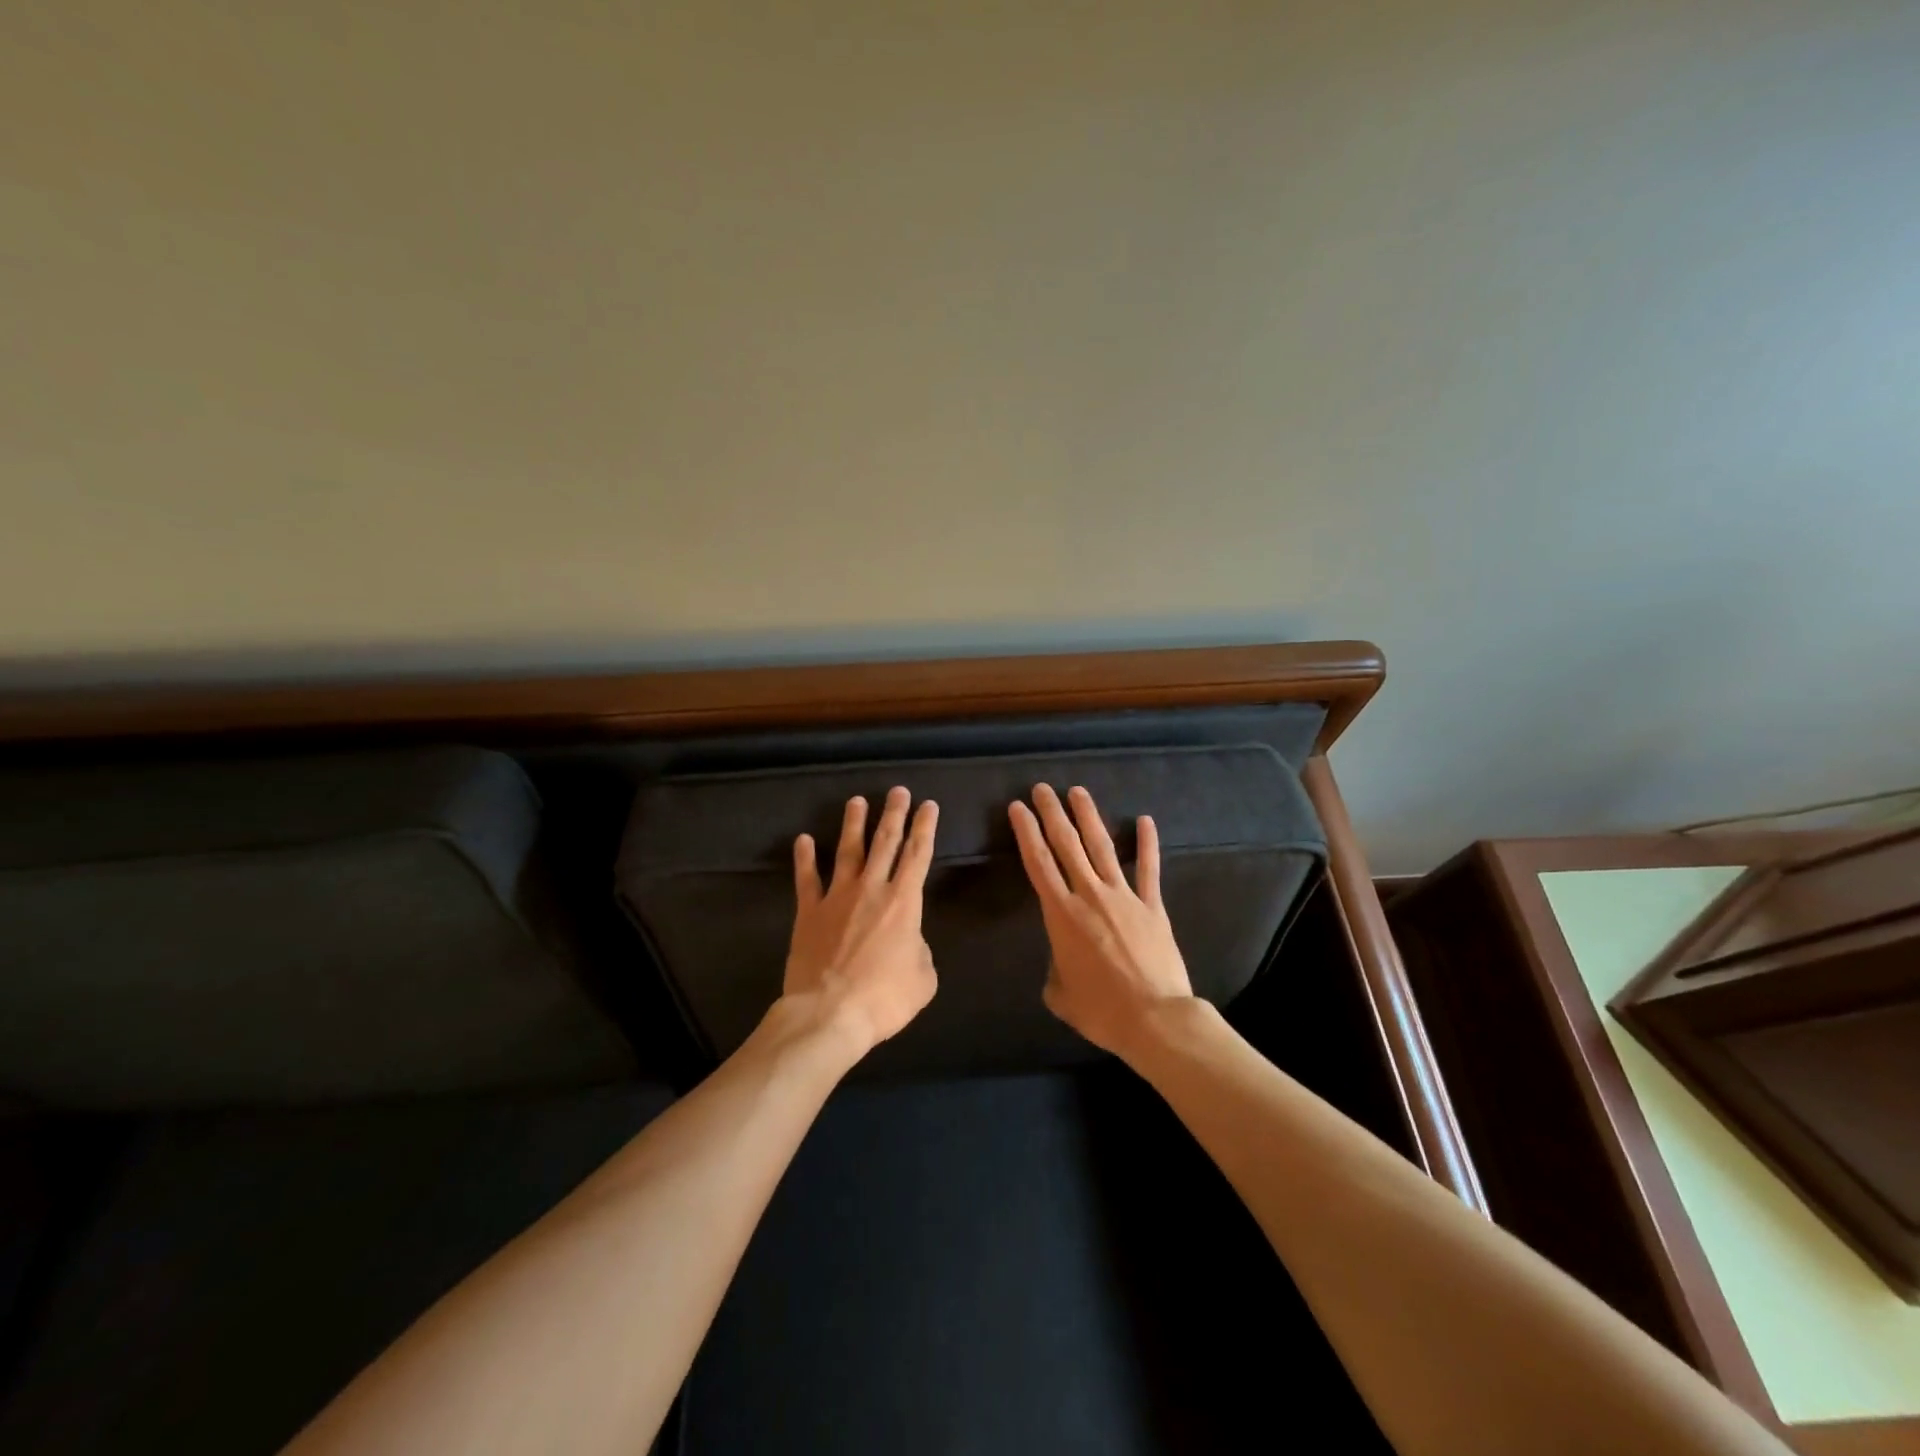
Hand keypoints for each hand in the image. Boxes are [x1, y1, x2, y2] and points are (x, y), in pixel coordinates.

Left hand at [783, 786, 939, 1056]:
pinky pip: (807, 879)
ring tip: (857, 801)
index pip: (918, 855)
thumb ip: (920, 951)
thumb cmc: (884, 998)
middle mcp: (871, 889)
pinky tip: (804, 840)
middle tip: (897, 791)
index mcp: (904, 902)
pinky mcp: (809, 912)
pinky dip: (805, 858)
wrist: (830, 1013)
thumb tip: (909, 942)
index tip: (928, 805)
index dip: (925, 827)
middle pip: (885, 842)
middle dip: (893, 814)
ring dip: (854, 824)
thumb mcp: (924, 979)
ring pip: (848, 851)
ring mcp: (837, 897)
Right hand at [1009, 783, 1193, 1058]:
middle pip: (1067, 845)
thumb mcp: (1060, 995)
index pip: (1038, 864)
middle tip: (1043, 789)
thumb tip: (1063, 964)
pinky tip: (1145, 820)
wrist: (1155, 1018)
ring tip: (1078, 792)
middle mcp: (1090, 895)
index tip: (1018, 808)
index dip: (1027, 833)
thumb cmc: (1101, 1010)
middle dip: (1052, 814)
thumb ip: (1056, 971)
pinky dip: (1147, 844)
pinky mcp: (1152, 906)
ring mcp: (1124, 897)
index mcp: (1062, 915)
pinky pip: (1149, 869)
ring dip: (1089, 817)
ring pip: (1102, 847)